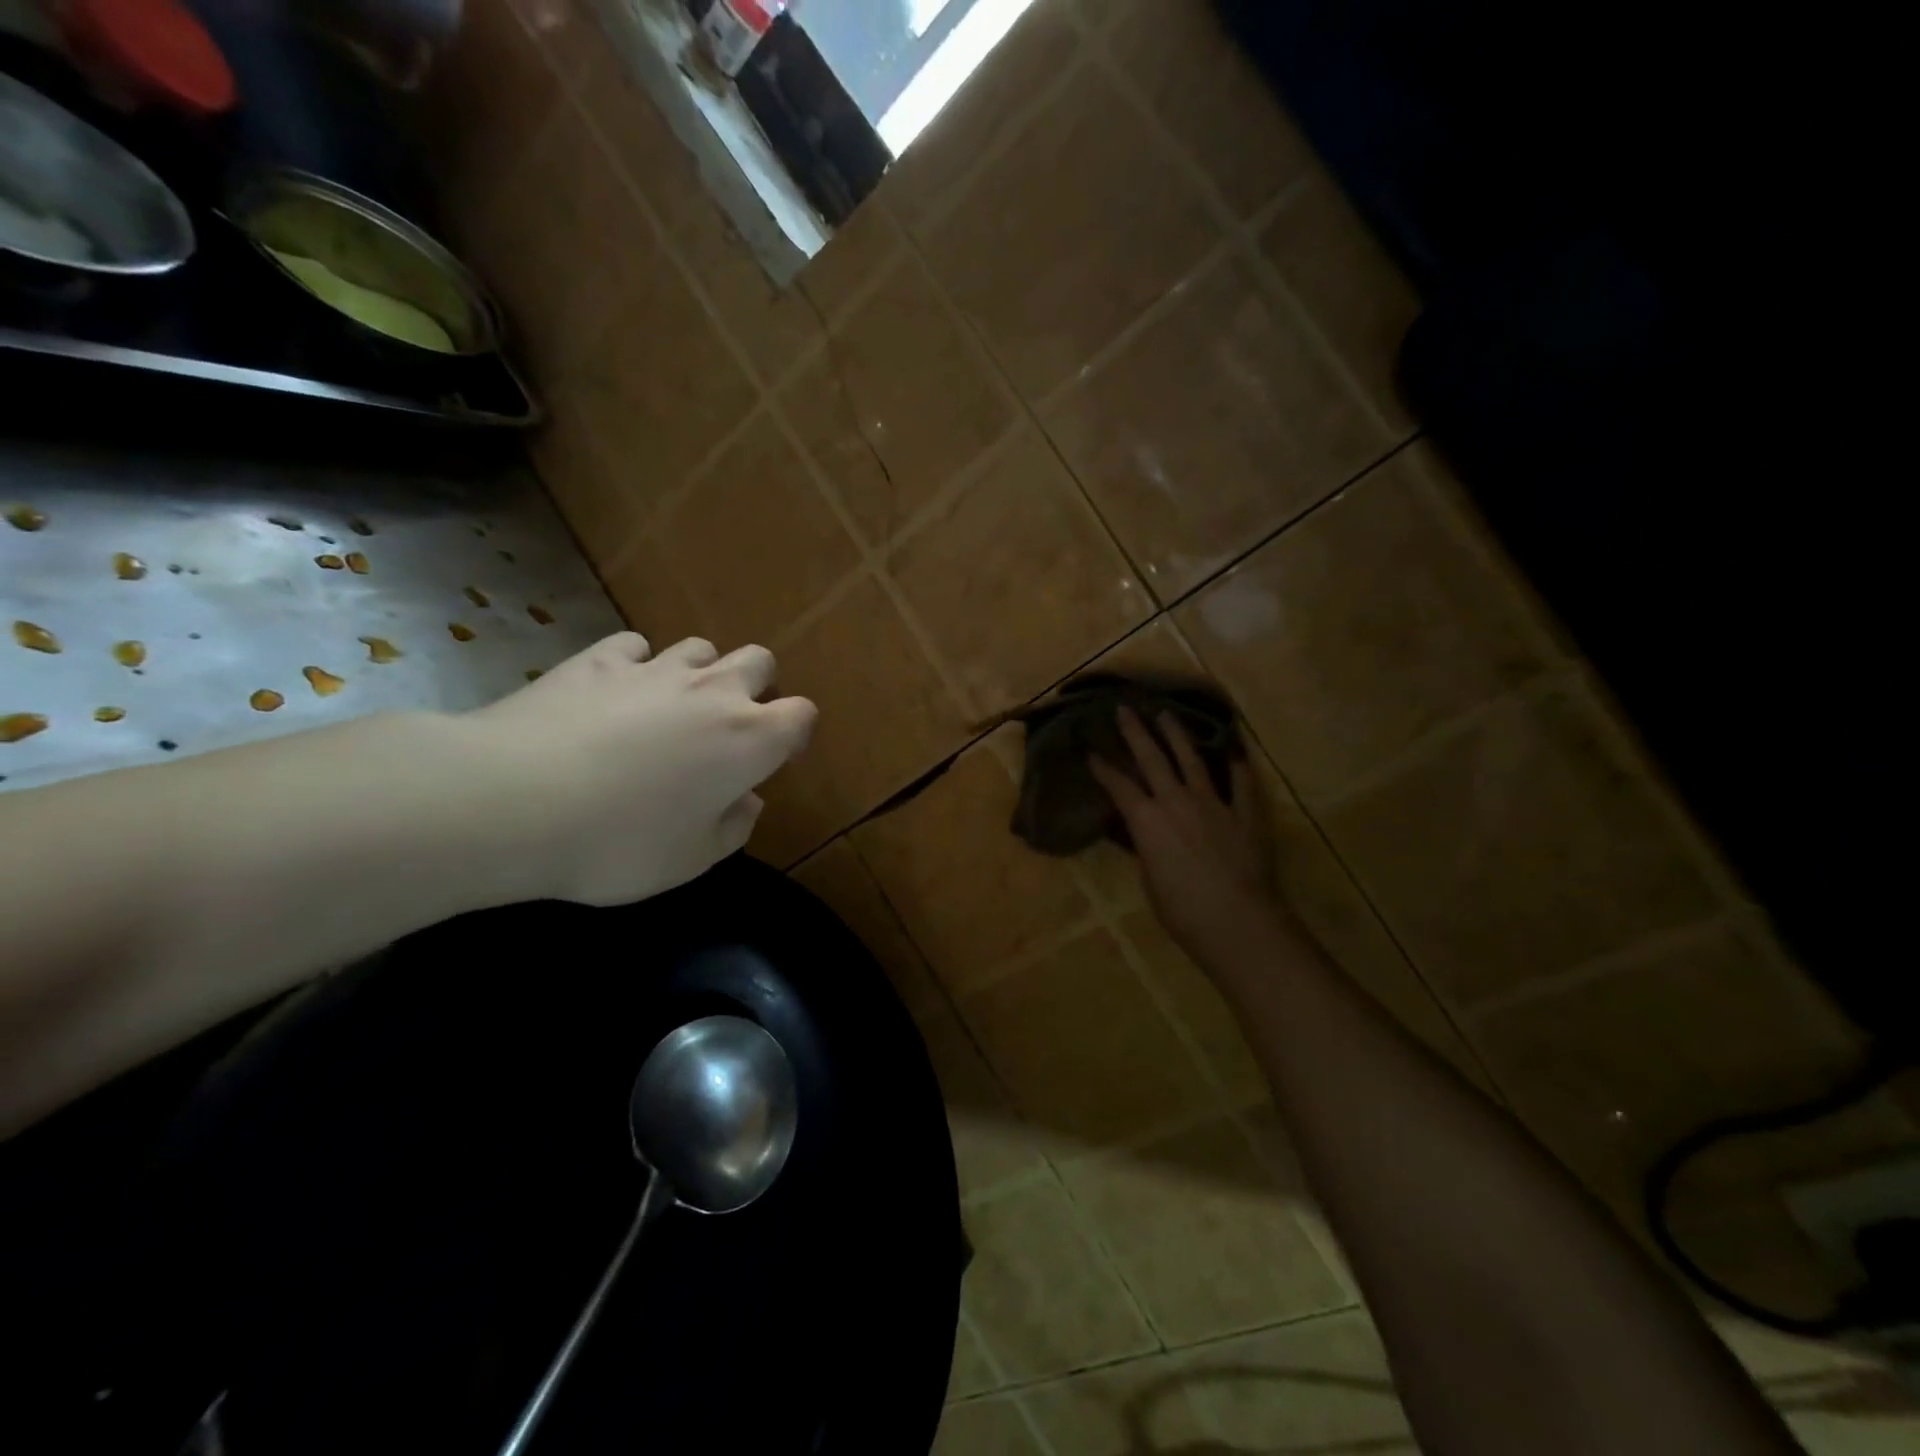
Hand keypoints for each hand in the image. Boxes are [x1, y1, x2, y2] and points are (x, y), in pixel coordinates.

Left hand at [466, 632, 815, 905]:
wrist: (512, 801)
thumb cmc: (618, 842)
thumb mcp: (690, 860)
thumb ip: (733, 828)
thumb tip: (746, 800)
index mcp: (749, 740)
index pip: (801, 715)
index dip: (794, 733)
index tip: (774, 757)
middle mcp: (712, 692)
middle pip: (759, 661)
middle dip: (755, 685)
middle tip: (726, 725)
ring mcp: (654, 669)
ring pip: (700, 647)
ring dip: (698, 672)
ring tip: (670, 706)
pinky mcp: (598, 660)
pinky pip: (635, 647)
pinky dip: (635, 665)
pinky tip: (614, 692)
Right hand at [1088, 709, 1288, 973]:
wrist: (1237, 922)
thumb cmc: (1182, 911)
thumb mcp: (1149, 880)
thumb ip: (1145, 848)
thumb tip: (1143, 833)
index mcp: (1147, 820)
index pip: (1119, 786)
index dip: (1103, 768)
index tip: (1092, 751)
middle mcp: (1177, 802)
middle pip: (1153, 759)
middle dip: (1135, 732)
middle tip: (1125, 709)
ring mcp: (1214, 804)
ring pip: (1192, 761)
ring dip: (1177, 736)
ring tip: (1167, 715)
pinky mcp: (1244, 814)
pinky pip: (1241, 784)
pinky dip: (1237, 766)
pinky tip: (1234, 751)